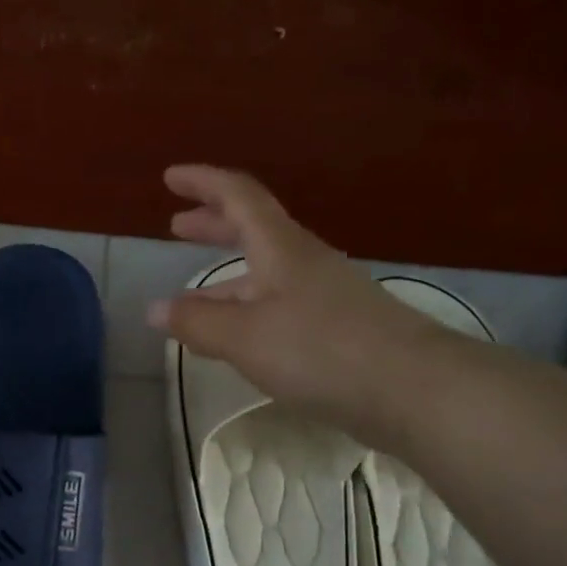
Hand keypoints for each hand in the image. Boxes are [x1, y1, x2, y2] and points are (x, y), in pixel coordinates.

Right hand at [148, 165, 463, 444]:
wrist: (411, 388)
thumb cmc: (319, 349)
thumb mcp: (244, 335)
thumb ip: (197, 322)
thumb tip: (155, 309)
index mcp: (280, 248)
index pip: (238, 196)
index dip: (203, 183)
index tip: (171, 177)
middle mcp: (304, 263)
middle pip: (253, 231)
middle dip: (212, 226)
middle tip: (177, 226)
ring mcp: (324, 296)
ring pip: (264, 275)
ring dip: (224, 280)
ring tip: (190, 302)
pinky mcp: (336, 331)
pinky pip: (277, 308)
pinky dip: (246, 312)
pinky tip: (236, 341)